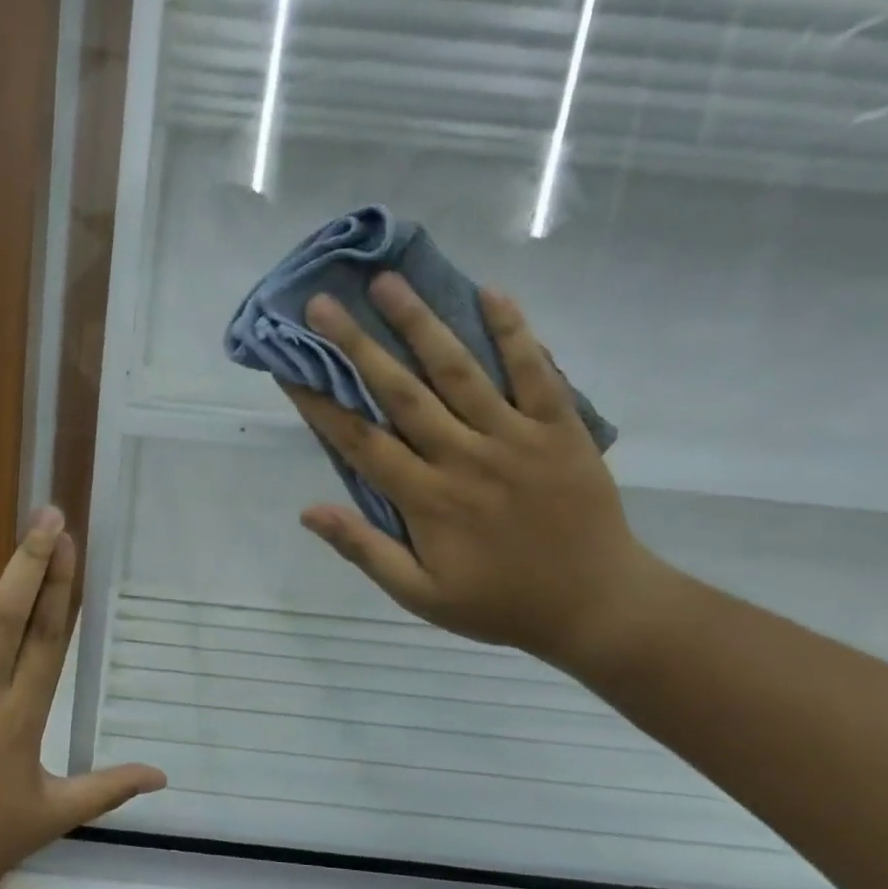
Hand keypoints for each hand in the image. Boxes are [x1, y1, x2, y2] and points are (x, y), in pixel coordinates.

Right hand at [283, 275, 664, 671]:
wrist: (597, 606)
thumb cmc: (498, 602)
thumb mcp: (420, 595)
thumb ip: (365, 550)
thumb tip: (308, 511)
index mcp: (426, 499)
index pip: (360, 441)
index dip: (321, 403)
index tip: (290, 366)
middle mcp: (463, 457)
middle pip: (401, 393)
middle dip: (357, 346)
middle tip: (323, 303)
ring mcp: (515, 437)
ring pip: (459, 371)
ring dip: (422, 324)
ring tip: (389, 283)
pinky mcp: (560, 428)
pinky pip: (536, 372)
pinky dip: (515, 332)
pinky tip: (491, 293)